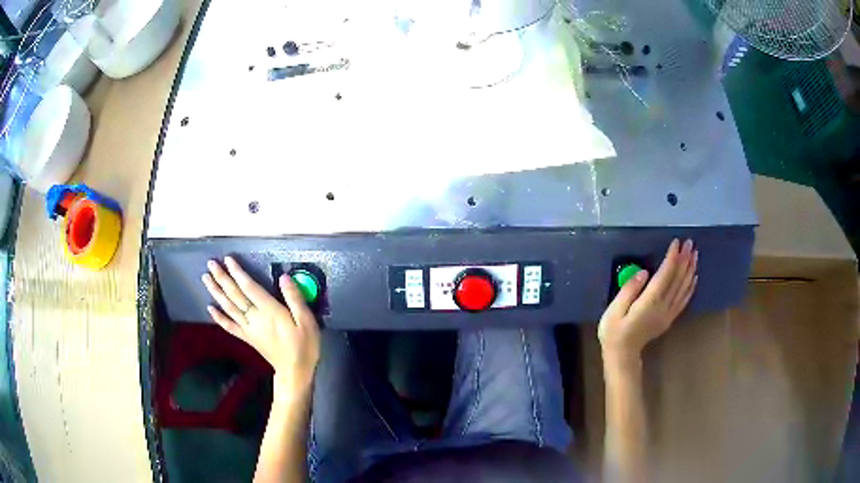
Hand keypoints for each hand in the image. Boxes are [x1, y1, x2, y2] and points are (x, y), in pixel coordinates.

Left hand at [202, 257, 319, 393]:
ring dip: (216, 292)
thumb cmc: (303, 346)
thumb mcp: (307, 322)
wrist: (295, 372)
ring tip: (206, 278)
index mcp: (269, 311)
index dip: (238, 273)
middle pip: (235, 295)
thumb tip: (284, 277)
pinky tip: (210, 308)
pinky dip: (219, 317)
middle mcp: (255, 318)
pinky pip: (230, 326)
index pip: (249, 288)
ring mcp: (248, 328)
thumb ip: (295, 299)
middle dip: (222, 278)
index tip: (228, 259)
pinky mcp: (247, 338)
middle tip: (210, 263)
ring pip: (229, 307)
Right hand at [599, 239, 697, 360]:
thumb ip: (629, 290)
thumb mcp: (614, 310)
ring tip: (695, 254)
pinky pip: (683, 300)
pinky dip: (690, 287)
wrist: (622, 355)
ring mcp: (668, 313)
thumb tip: (644, 272)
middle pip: (677, 279)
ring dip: (690, 270)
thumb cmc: (614, 331)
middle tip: (690, 243)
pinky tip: (694, 277)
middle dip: (685, 259)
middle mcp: (663, 306)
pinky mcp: (669, 318)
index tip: (677, 242)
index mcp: (650, 302)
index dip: (672, 258)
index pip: (665, 275)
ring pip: (683, 288)